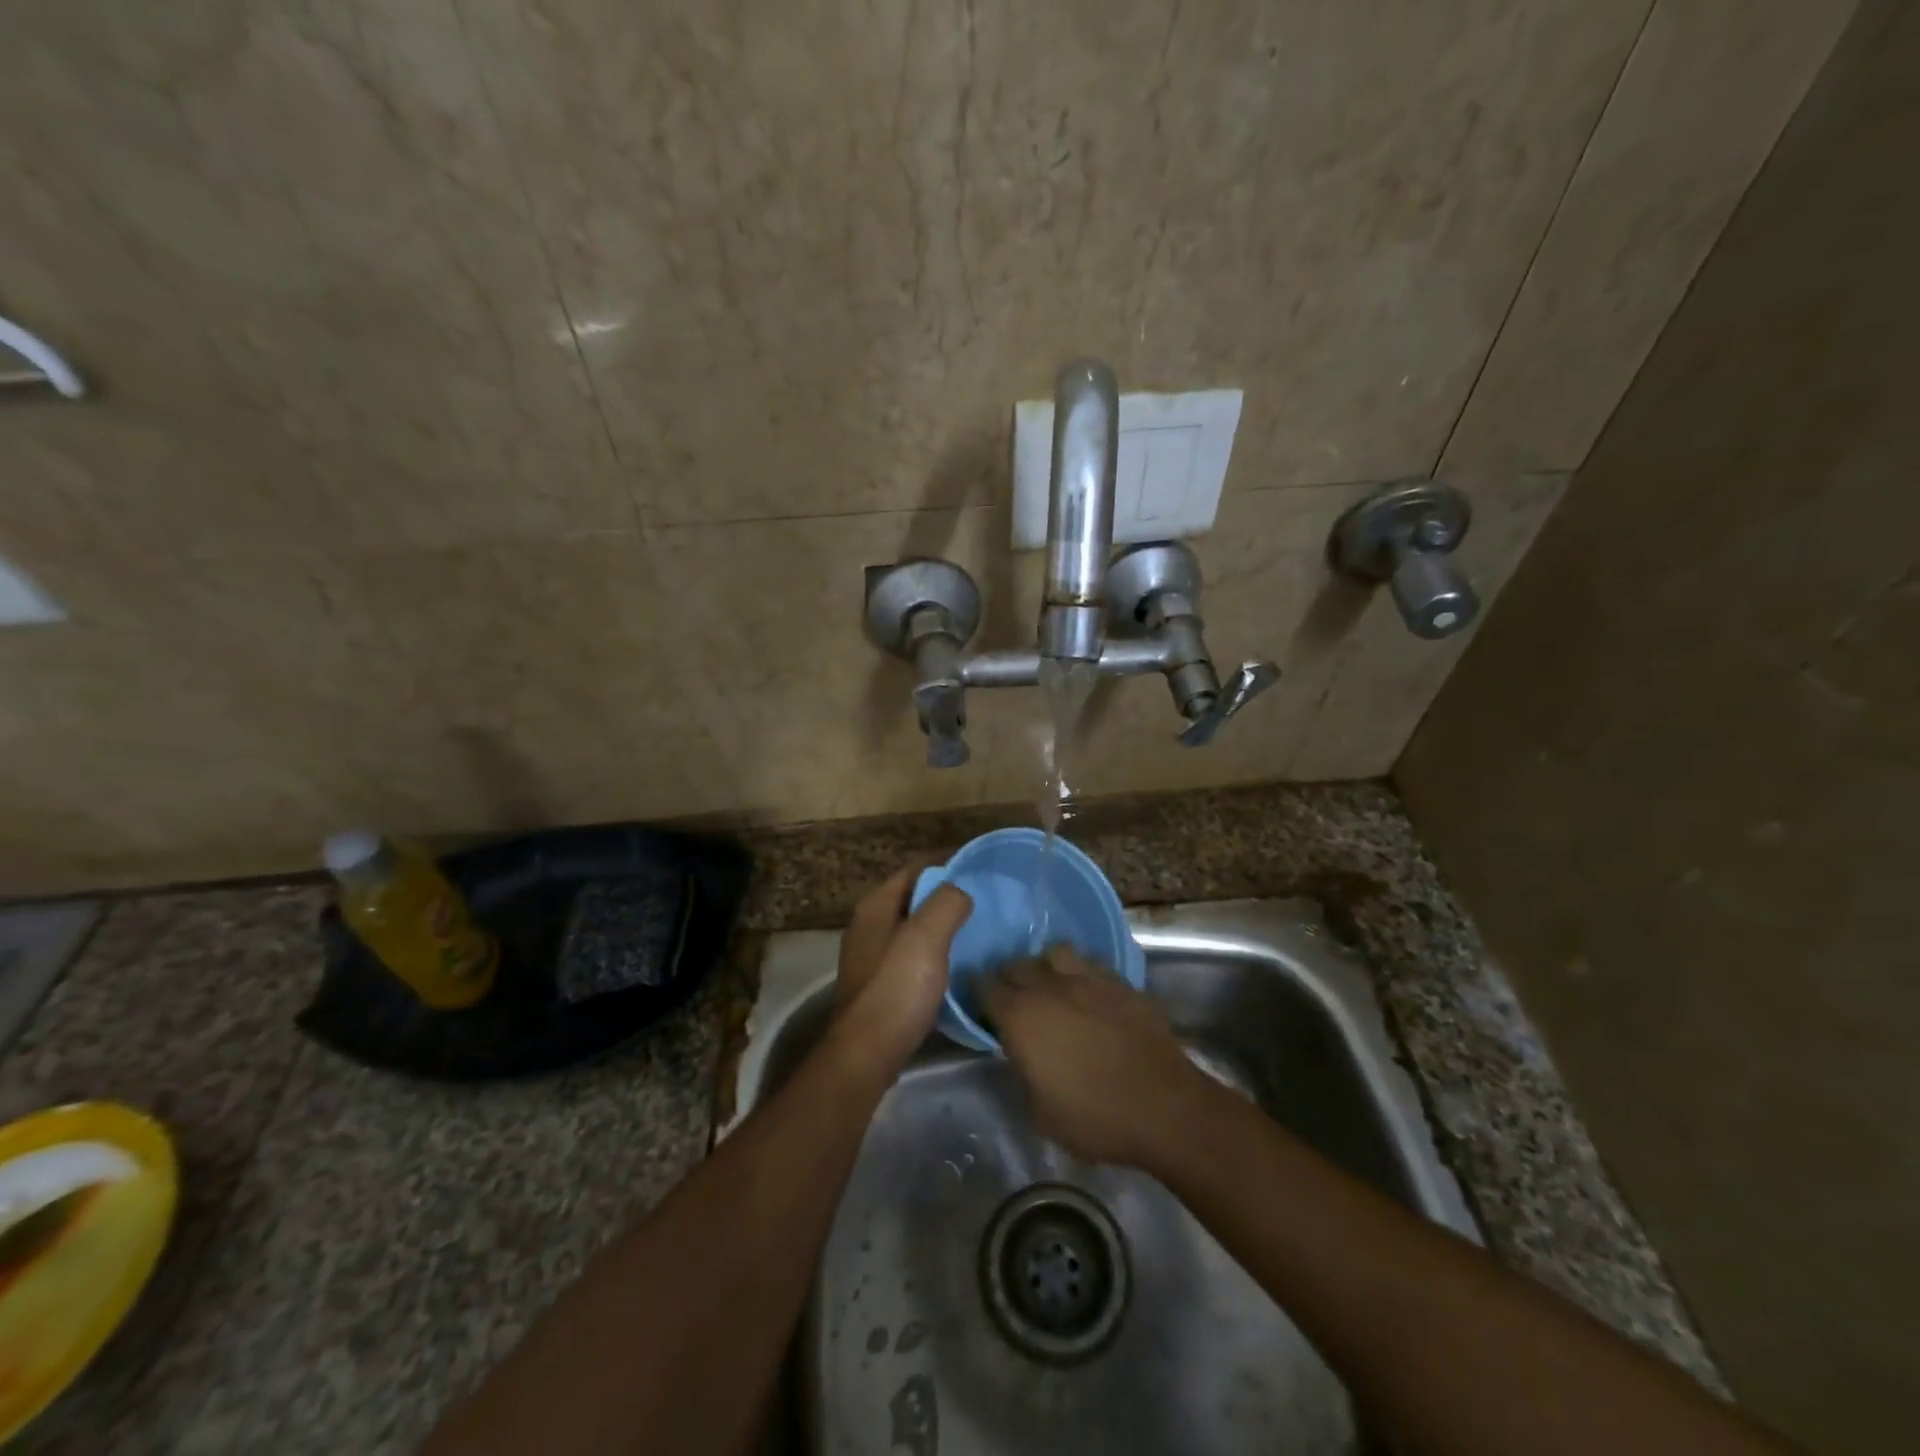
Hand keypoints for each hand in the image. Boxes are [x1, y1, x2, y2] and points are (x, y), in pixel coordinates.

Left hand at [829, 864, 972, 1079]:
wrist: (867, 1055)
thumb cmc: (896, 989)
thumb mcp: (927, 936)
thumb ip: (947, 902)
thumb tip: (962, 891)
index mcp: (876, 906)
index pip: (915, 868)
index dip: (947, 862)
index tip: (982, 867)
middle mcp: (869, 925)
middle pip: (914, 897)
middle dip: (947, 894)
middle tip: (986, 899)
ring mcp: (872, 957)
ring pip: (915, 928)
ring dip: (943, 925)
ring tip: (979, 929)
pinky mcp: (881, 985)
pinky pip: (914, 955)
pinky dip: (936, 951)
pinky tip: (959, 963)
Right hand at [980, 947, 1213, 1169]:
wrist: (1165, 1107)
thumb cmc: (1096, 1118)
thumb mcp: (1040, 1113)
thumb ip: (1022, 1073)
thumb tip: (1020, 1054)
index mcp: (1021, 1017)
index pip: (986, 989)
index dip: (979, 996)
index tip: (981, 1008)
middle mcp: (1049, 987)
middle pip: (1016, 965)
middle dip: (1008, 978)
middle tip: (1012, 1000)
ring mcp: (1088, 979)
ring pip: (1054, 953)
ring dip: (1045, 966)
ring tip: (1051, 986)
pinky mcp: (1120, 982)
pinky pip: (1090, 964)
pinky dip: (1081, 973)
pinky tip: (1087, 992)